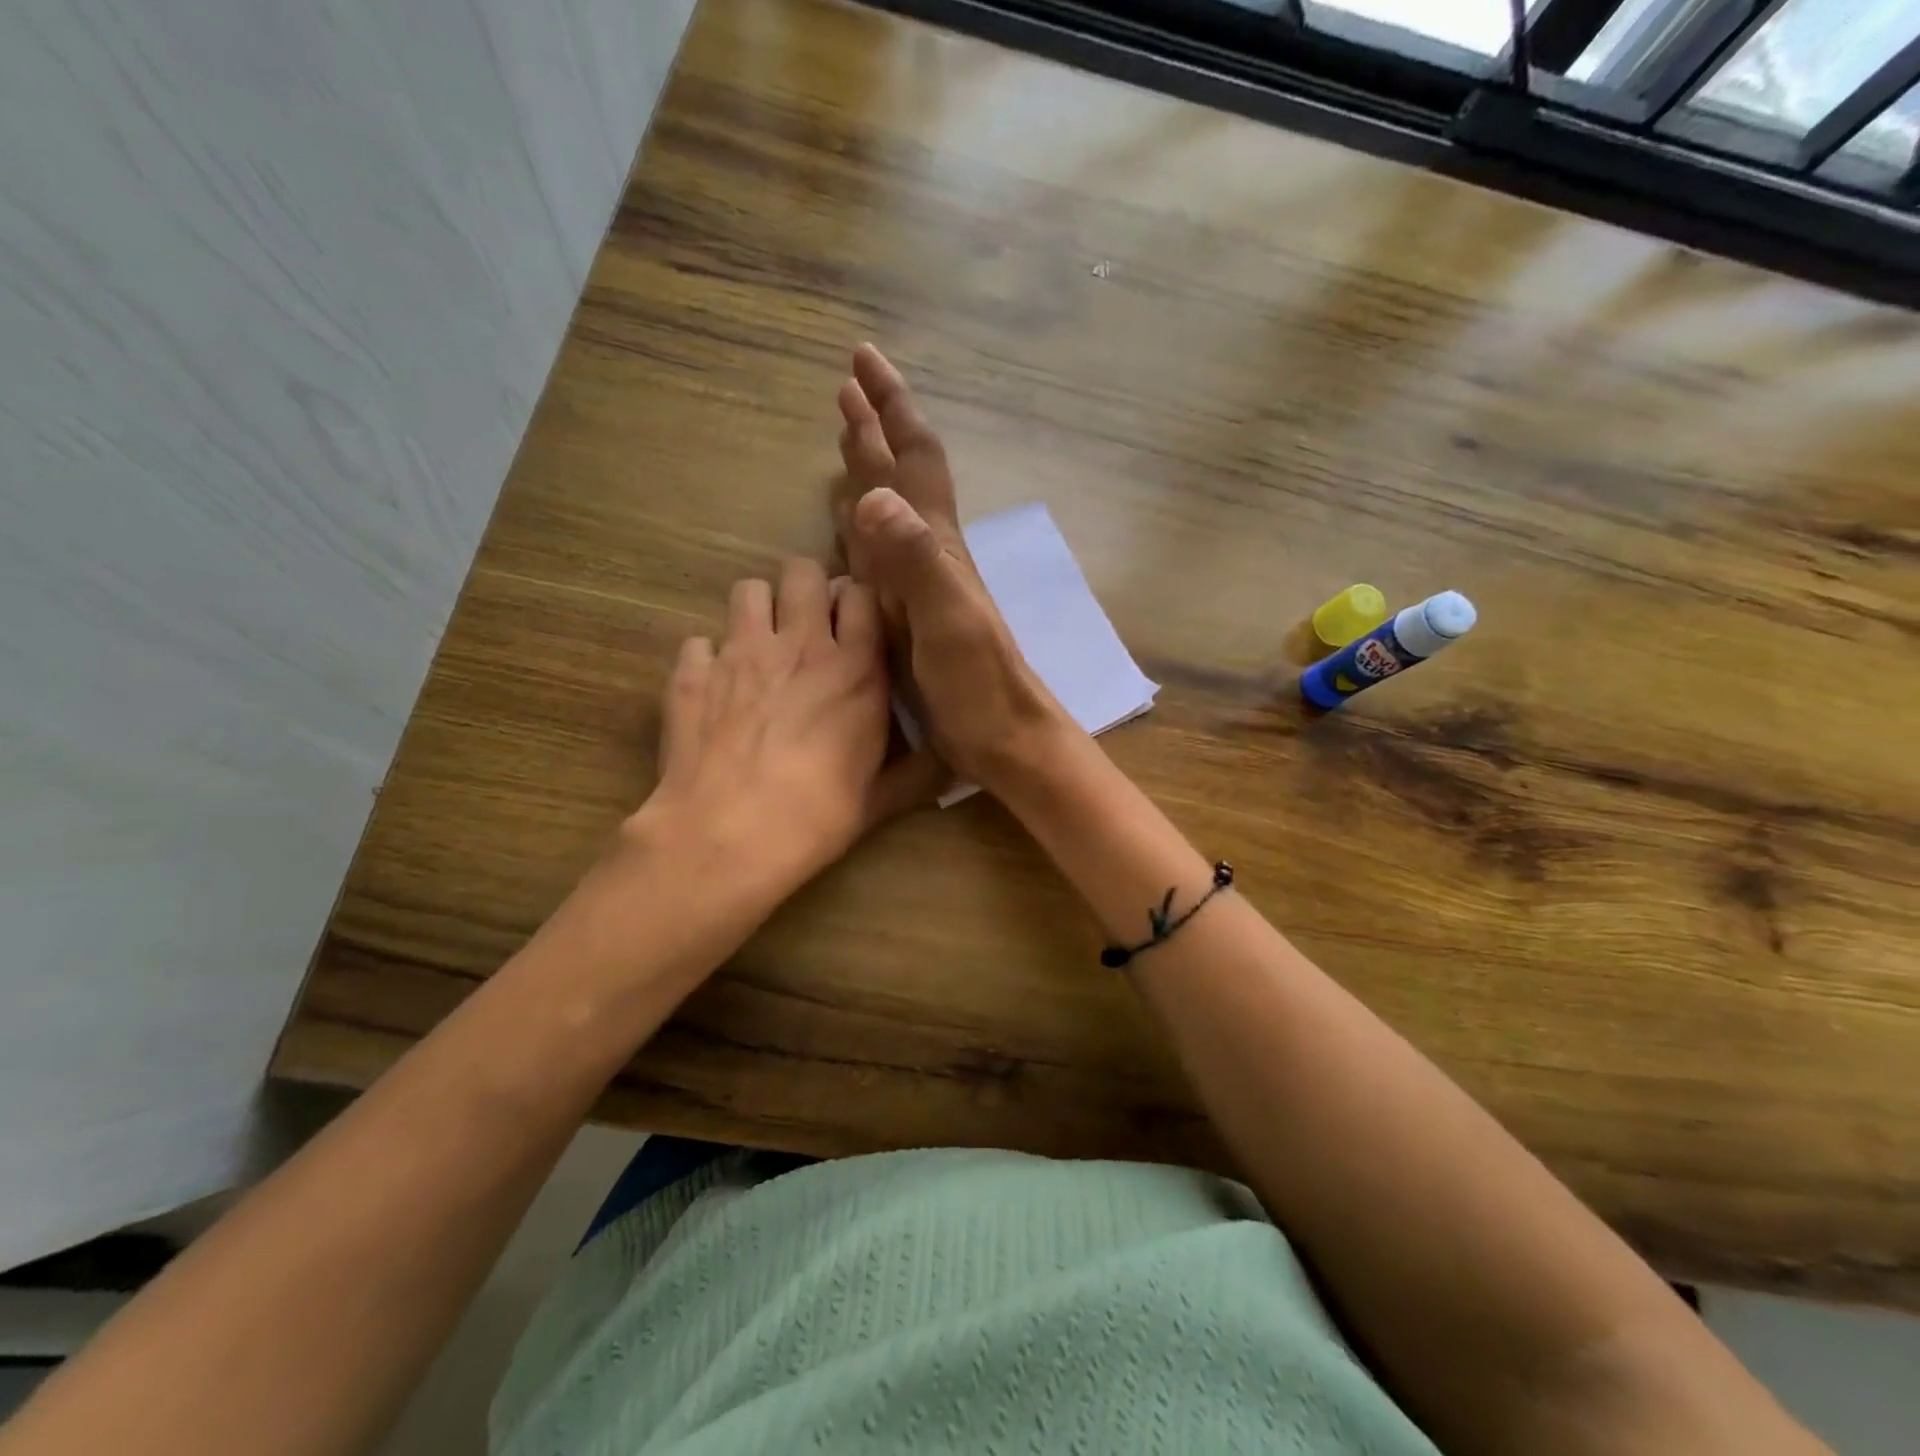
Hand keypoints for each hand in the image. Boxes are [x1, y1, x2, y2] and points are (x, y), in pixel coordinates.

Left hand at [634, 558, 940, 895]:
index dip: (858, 603)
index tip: (856, 625)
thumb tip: (956, 771)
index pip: (861, 594)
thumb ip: (918, 775)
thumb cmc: (817, 816)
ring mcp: (740, 652)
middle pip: (803, 572)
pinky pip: (699, 641)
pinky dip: (707, 658)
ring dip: (759, 611)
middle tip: (807, 627)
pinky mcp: (692, 673)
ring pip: (749, 590)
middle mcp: (799, 645)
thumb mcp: (880, 800)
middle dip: (807, 590)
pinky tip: (713, 689)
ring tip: (760, 647)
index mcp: (854, 668)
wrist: (729, 835)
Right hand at [833, 344, 1071, 788]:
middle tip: (846, 387)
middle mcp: (928, 555)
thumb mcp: (950, 620)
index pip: (914, 460)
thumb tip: (873, 492)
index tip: (862, 361)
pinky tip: (848, 525)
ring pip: (888, 513)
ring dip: (868, 470)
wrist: (1003, 737)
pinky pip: (877, 559)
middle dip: (875, 428)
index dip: (891, 408)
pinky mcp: (906, 618)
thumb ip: (916, 560)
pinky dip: (858, 530)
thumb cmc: (981, 684)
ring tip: (847, 437)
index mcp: (937, 546)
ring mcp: (917, 587)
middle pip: (900, 477)